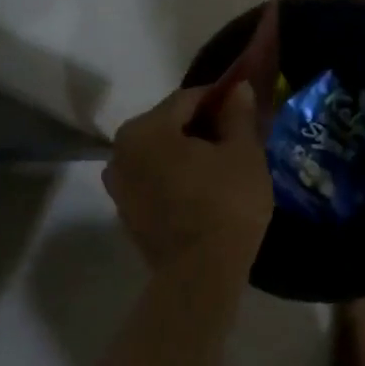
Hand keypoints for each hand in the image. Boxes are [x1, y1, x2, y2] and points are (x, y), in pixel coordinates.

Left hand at [103, 82, 273, 272]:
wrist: (200, 276)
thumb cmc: (225, 204)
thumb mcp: (243, 152)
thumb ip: (238, 114)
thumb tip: (237, 89)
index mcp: (145, 129)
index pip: (188, 98)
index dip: (220, 98)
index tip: (244, 106)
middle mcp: (121, 151)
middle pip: (170, 125)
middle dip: (203, 126)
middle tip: (238, 137)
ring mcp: (119, 186)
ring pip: (161, 154)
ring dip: (189, 153)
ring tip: (224, 165)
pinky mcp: (127, 213)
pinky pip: (155, 180)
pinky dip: (177, 177)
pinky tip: (205, 190)